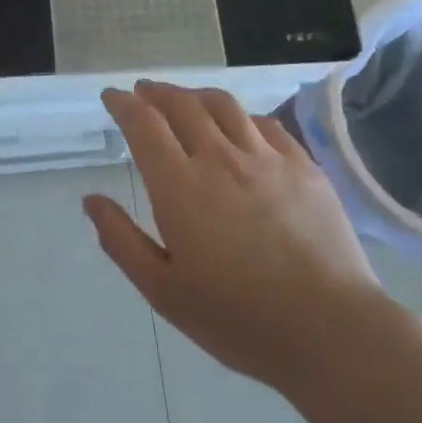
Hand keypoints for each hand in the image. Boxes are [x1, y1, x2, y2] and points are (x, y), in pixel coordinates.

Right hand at [85, 81, 384, 390]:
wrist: (329, 330)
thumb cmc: (238, 318)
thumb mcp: (164, 291)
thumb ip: (121, 241)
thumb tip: (92, 200)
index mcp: (180, 187)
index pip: (144, 124)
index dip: (123, 104)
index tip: (113, 97)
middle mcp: (220, 159)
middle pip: (182, 104)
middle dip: (156, 92)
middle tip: (144, 92)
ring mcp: (267, 158)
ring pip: (224, 105)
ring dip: (196, 96)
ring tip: (185, 100)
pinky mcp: (304, 167)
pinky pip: (266, 124)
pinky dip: (241, 115)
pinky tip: (240, 126)